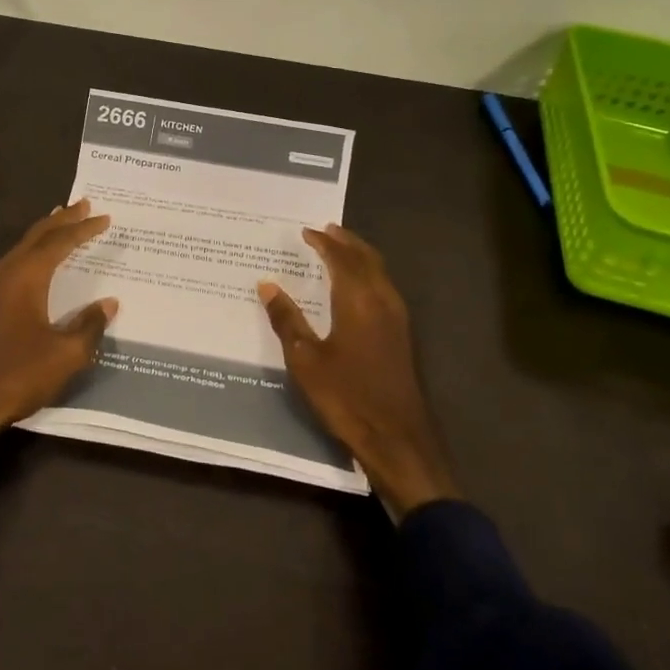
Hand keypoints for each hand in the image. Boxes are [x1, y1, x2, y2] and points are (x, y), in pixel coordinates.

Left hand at [0, 200, 119, 448]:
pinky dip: (34, 250)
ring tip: (63, 221)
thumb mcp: (66, 354)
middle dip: (62, 219)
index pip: (60, 242)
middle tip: (84, 204)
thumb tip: (110, 304)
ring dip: (46, 232)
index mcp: (27, 277)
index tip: (105, 218)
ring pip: (24, 246)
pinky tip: (40, 259)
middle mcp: (8, 272)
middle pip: (38, 235)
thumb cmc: (18, 374)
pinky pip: (16, 261)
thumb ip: (90, 325)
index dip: (83, 229)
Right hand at [258, 224, 458, 517]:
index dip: (324, 243)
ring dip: (360, 257)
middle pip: (367, 259)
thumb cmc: (346, 397)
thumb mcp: (305, 359)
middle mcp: (383, 301)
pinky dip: (368, 275)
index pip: (341, 259)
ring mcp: (397, 320)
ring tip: (340, 250)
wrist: (397, 439)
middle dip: (347, 242)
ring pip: (380, 273)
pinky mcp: (402, 337)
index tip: (306, 232)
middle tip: (327, 230)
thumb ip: (287, 319)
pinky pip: (384, 289)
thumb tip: (267, 285)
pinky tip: (356, 289)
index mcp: (359, 300)